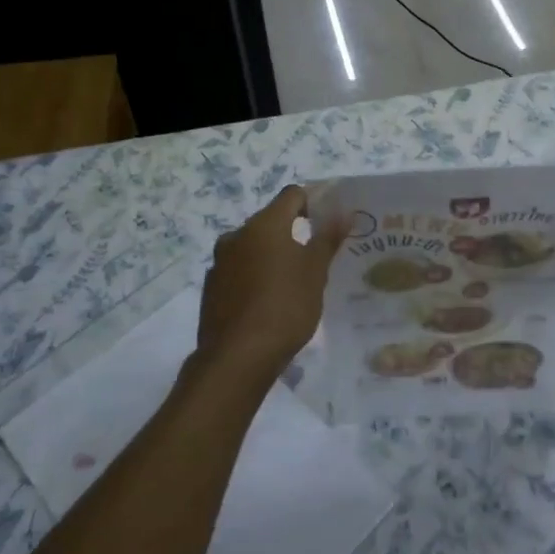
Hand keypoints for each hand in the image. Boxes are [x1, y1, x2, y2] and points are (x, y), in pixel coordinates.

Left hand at [193, 186, 347, 397]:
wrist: (237, 357)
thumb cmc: (285, 307)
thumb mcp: (315, 273)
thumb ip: (327, 239)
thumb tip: (342, 213)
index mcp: (264, 225)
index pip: (291, 196)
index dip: (312, 203)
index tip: (327, 223)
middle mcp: (237, 235)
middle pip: (270, 222)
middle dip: (292, 234)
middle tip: (315, 258)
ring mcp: (220, 262)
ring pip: (252, 248)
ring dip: (271, 258)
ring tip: (292, 284)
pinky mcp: (211, 288)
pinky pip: (238, 272)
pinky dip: (254, 278)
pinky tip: (267, 304)